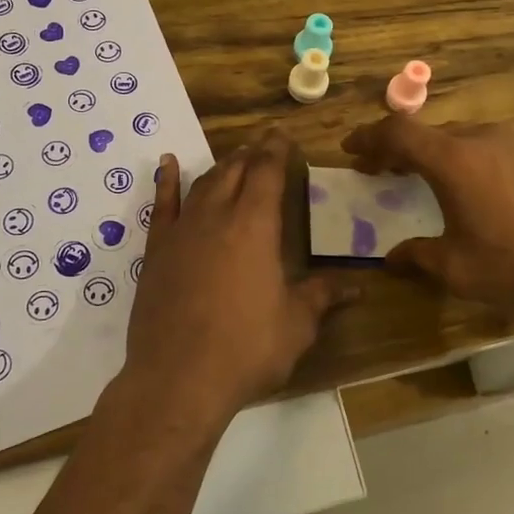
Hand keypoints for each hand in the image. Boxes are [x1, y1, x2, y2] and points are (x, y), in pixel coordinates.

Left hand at [124, 133, 351, 422]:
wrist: (178, 379)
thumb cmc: (246, 349)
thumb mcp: (296, 325)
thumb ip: (322, 297)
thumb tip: (357, 287)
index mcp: (255, 226)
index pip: (268, 172)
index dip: (276, 150)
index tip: (282, 134)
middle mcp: (217, 217)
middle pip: (235, 171)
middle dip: (251, 154)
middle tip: (263, 145)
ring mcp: (182, 231)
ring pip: (203, 184)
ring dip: (221, 167)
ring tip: (234, 159)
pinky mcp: (157, 251)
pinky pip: (162, 205)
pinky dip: (166, 182)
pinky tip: (169, 164)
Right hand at [342, 115, 513, 316]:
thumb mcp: (459, 270)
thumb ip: (419, 257)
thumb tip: (391, 258)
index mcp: (453, 160)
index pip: (397, 132)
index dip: (368, 137)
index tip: (350, 150)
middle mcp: (480, 138)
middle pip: (427, 132)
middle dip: (397, 149)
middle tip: (381, 172)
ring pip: (459, 137)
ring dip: (433, 154)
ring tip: (424, 181)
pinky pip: (487, 146)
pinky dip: (464, 158)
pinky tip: (474, 189)